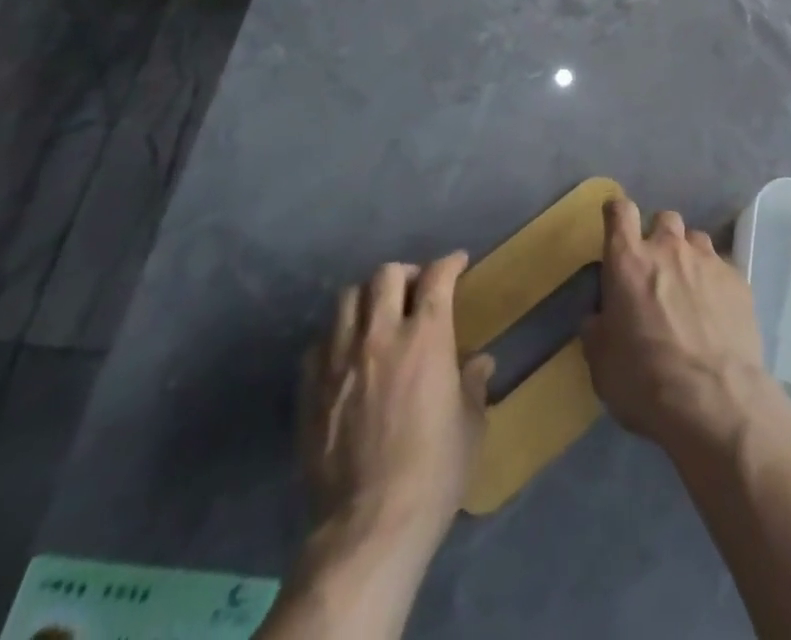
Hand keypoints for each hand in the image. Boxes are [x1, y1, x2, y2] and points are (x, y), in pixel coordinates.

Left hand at [298, 255, 494, 555]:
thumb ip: (473, 385)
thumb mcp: (471, 425)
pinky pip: (319, 343)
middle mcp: (381, 336)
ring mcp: (340, 361)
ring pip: (347, 299)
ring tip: (378, 314)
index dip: (449, 263)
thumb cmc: (434, 472)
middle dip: (406, 273)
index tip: (458, 263)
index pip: (437, 277)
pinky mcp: (311, 391)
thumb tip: (479, 363)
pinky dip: (337, 336)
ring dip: (367, 298)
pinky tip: (347, 354)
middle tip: (416, 288)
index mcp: (426, 337)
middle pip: (386, 275)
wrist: (369, 527)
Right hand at [582, 199, 788, 460]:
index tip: (616, 222)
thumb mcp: (602, 364)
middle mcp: (668, 249)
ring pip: (695, 238)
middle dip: (658, 235)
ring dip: (688, 255)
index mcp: (629, 262)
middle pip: (663, 219)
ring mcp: (708, 260)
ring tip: (689, 287)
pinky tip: (716, 310)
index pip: (620, 212)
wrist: (715, 399)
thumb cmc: (645, 381)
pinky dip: (714, 281)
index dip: (617, 213)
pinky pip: (722, 266)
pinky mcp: (738, 279)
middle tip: (655, 268)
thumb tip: (598, 318)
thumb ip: (597, 331)